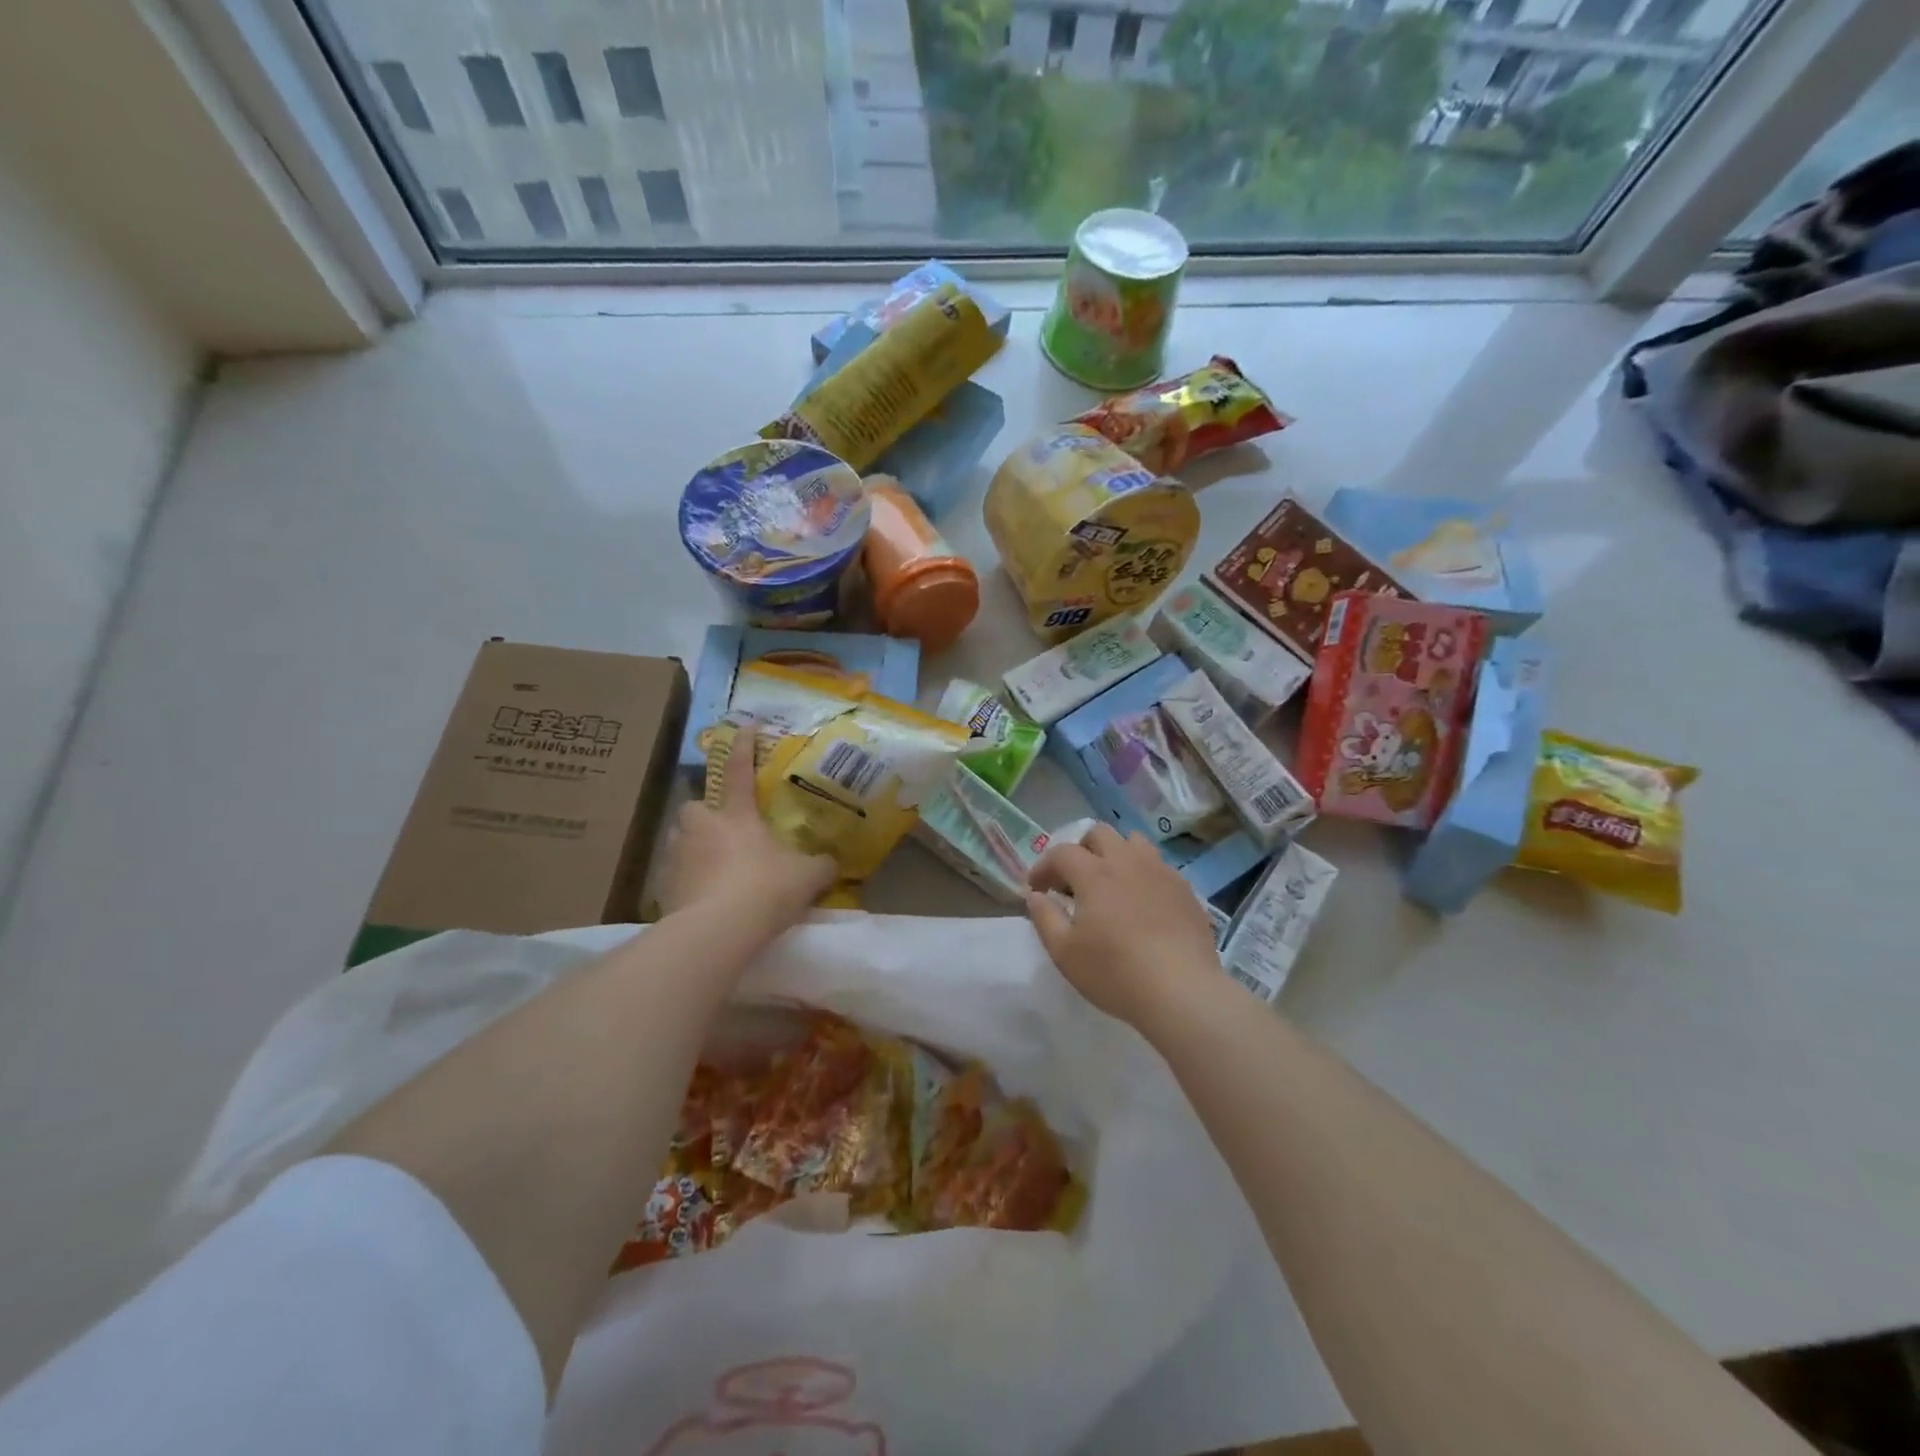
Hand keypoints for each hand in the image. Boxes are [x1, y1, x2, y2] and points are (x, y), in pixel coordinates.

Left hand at [659, 722, 834, 933]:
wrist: (716, 932)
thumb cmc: (764, 889)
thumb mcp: (807, 876)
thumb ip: (820, 864)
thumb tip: (830, 862)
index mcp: (735, 815)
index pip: (741, 771)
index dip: (745, 747)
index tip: (746, 725)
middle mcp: (700, 828)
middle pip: (696, 808)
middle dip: (707, 815)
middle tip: (726, 832)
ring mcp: (676, 857)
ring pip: (683, 842)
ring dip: (697, 850)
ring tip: (718, 870)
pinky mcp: (663, 890)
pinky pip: (678, 878)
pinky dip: (691, 884)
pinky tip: (708, 902)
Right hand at [1025, 825, 1220, 1027]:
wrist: (1182, 992)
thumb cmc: (1115, 972)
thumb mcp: (1064, 952)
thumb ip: (1044, 917)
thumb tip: (1036, 895)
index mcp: (1094, 873)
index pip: (1061, 853)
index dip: (1043, 867)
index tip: (1036, 889)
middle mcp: (1127, 861)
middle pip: (1099, 834)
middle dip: (1079, 850)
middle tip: (1073, 881)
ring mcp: (1160, 871)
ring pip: (1133, 842)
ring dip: (1114, 854)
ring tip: (1110, 884)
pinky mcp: (1185, 889)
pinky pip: (1158, 866)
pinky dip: (1141, 874)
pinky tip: (1141, 904)